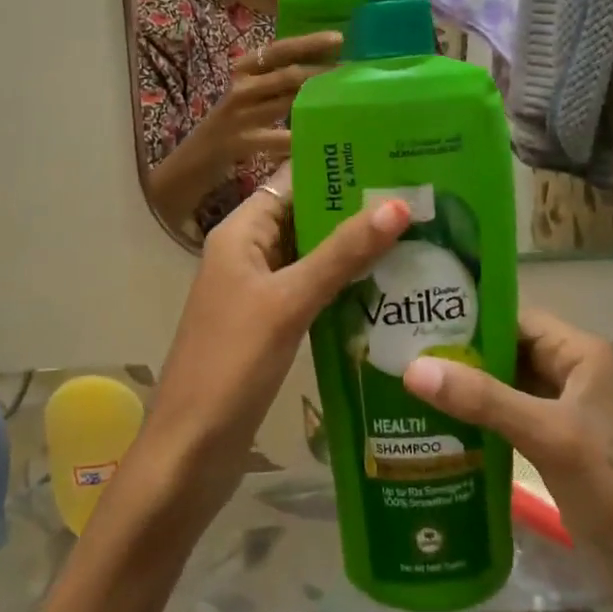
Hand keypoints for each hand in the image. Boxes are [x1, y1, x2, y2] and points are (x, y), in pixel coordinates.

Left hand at [143, 163, 412, 517]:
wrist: (190, 451)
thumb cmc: (231, 365)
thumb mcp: (289, 302)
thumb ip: (341, 254)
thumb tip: (397, 204)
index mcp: (240, 233)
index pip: (293, 181)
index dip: (338, 168)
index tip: (395, 160)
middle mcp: (248, 254)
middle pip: (306, 217)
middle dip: (356, 210)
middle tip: (421, 201)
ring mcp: (259, 292)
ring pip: (313, 257)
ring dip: (355, 250)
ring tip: (419, 238)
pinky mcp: (271, 326)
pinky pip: (312, 292)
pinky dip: (345, 287)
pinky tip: (390, 290)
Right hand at [189, 32, 343, 170]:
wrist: (193, 159)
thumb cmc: (231, 124)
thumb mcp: (249, 97)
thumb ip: (276, 83)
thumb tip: (320, 72)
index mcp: (244, 70)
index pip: (279, 49)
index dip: (308, 42)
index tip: (338, 38)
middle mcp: (241, 87)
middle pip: (288, 74)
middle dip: (322, 72)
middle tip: (354, 72)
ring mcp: (239, 115)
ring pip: (286, 102)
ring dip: (318, 101)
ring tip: (346, 100)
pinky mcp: (239, 141)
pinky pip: (277, 138)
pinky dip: (299, 138)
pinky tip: (319, 139)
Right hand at [404, 307, 612, 582]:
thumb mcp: (548, 436)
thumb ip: (483, 399)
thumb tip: (413, 368)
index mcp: (582, 354)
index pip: (515, 319)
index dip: (469, 319)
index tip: (417, 323)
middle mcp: (572, 373)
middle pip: (507, 351)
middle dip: (460, 355)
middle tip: (401, 355)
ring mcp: (563, 412)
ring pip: (504, 386)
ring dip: (465, 388)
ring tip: (407, 385)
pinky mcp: (554, 445)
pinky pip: (507, 418)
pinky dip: (476, 418)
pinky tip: (437, 425)